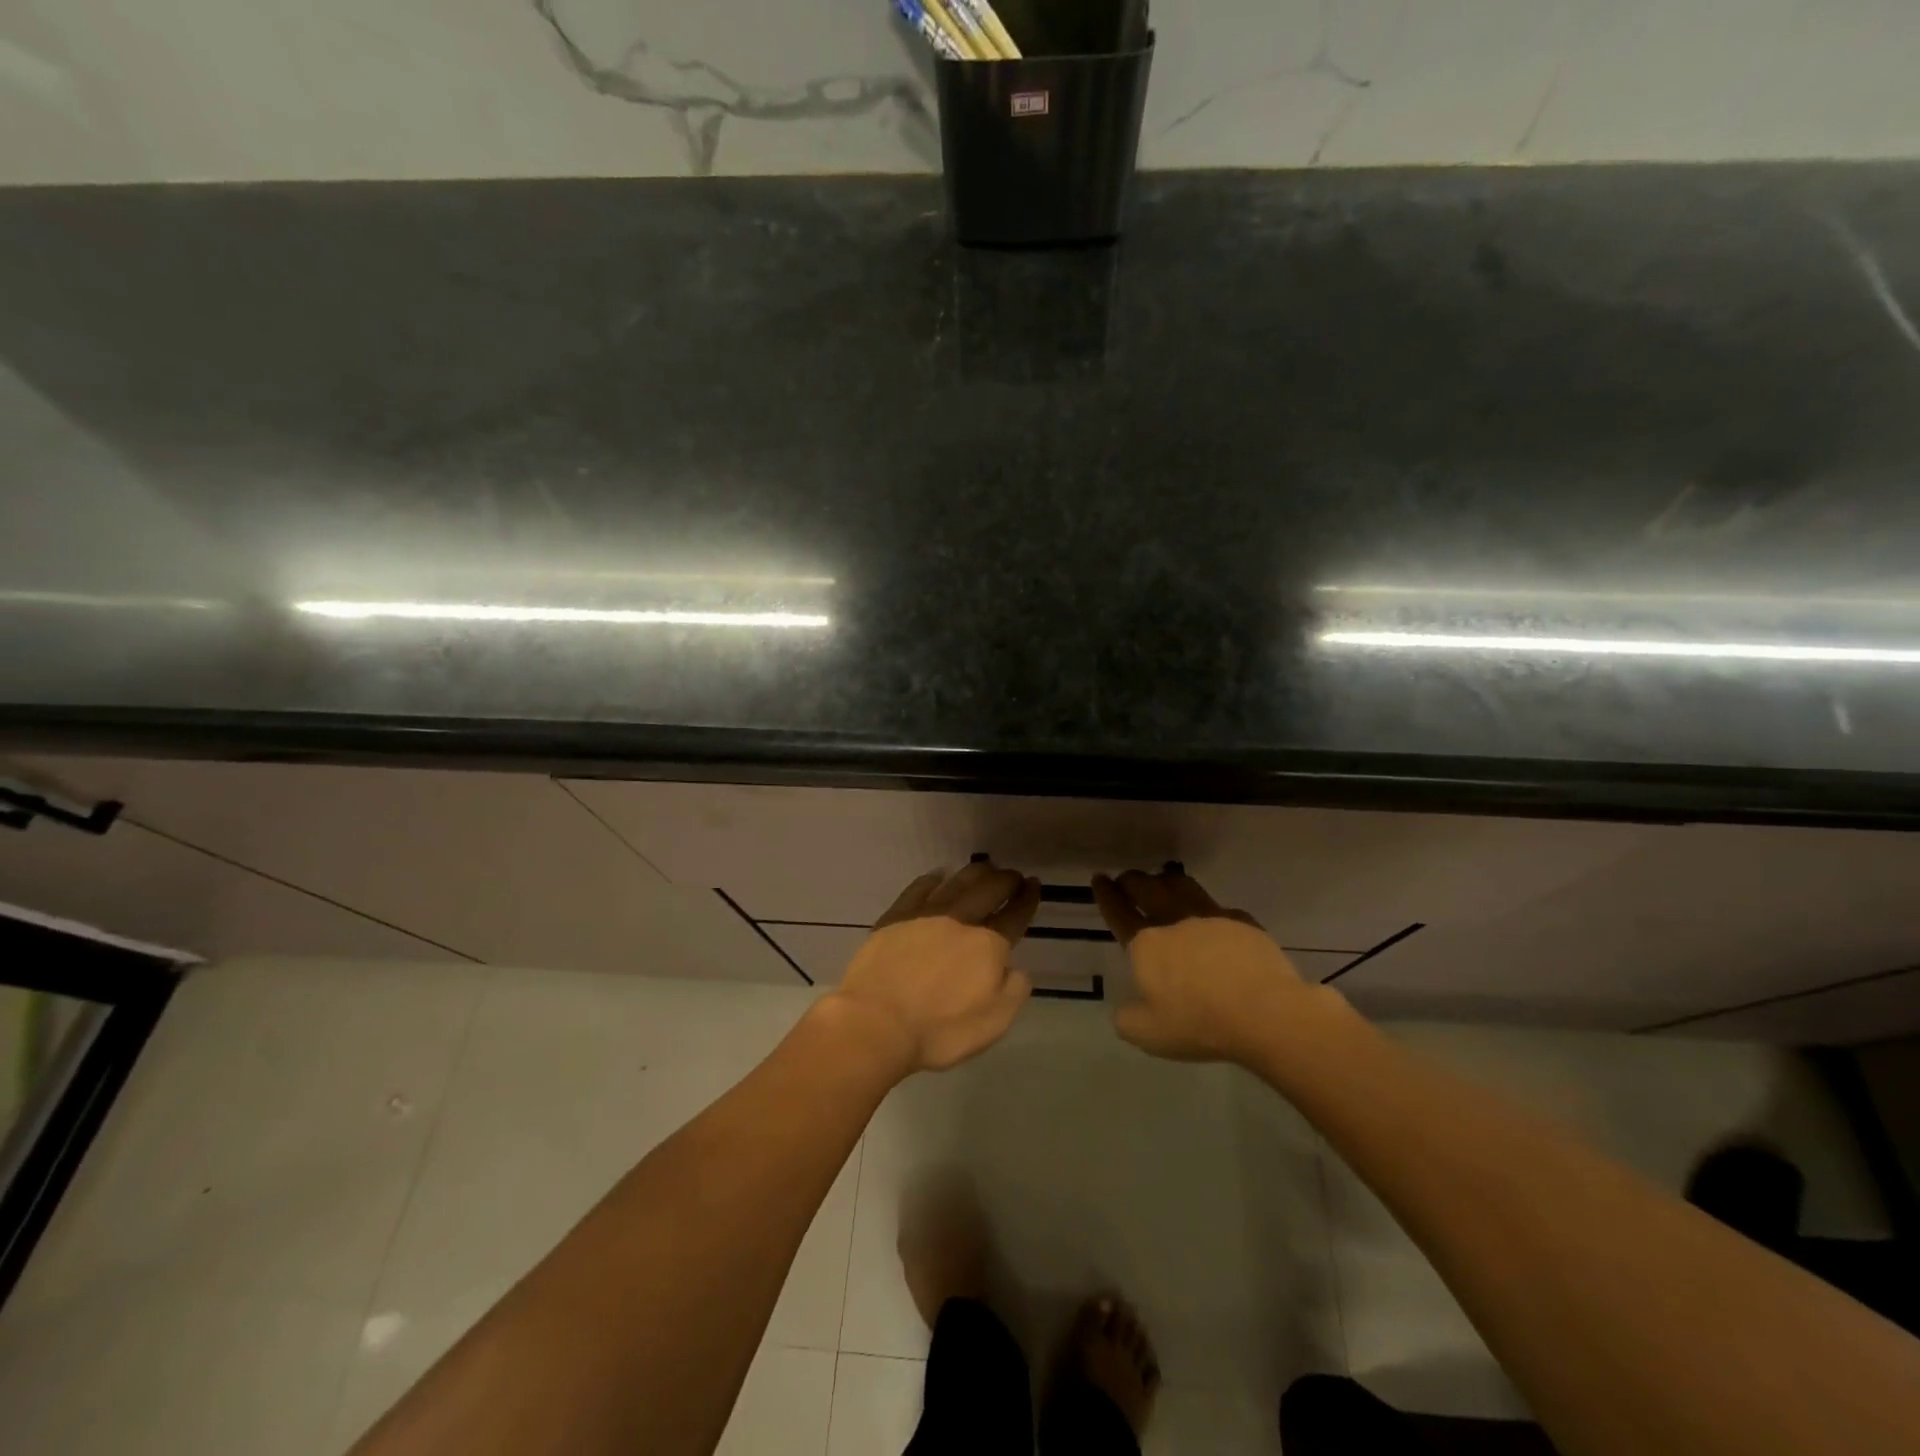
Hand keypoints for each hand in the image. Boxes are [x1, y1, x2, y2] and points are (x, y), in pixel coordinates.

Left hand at [829, 860, 1040, 1074]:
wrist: (877, 1022)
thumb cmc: (940, 1029)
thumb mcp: (994, 1022)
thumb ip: (1013, 989)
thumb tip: (1014, 967)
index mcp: (988, 946)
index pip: (1015, 916)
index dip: (1027, 899)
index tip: (1035, 885)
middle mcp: (960, 921)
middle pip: (988, 890)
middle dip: (1006, 880)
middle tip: (1013, 875)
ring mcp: (925, 915)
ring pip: (957, 882)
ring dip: (975, 873)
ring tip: (984, 868)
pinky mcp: (895, 917)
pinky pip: (919, 888)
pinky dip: (933, 878)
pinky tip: (939, 875)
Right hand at [1093, 864, 1324, 1065]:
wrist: (1265, 1012)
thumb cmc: (1199, 1023)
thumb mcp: (1148, 1034)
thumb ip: (1128, 1019)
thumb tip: (1124, 1010)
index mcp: (1146, 944)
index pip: (1119, 912)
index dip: (1106, 895)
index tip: (1100, 879)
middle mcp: (1175, 921)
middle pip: (1147, 887)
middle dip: (1132, 880)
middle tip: (1127, 878)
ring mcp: (1211, 917)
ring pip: (1181, 885)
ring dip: (1166, 880)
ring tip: (1162, 881)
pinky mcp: (1243, 923)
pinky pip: (1218, 907)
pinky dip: (1206, 907)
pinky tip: (1211, 918)